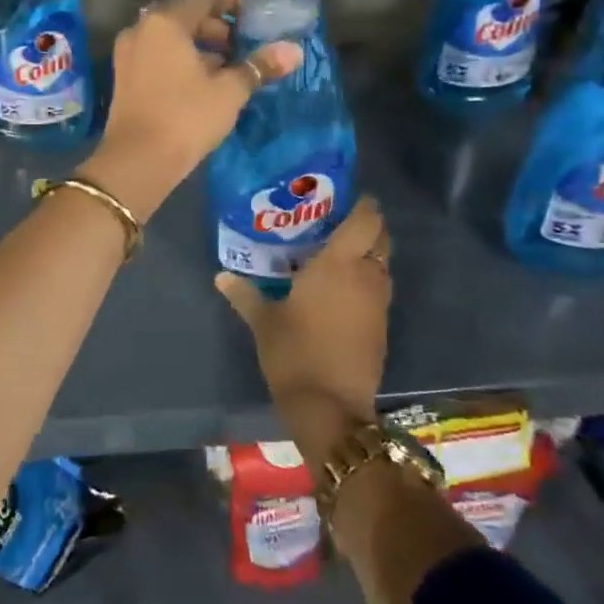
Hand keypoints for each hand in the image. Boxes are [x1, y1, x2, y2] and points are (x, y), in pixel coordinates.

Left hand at [80, 0, 301, 219]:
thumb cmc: (186, 117)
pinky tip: (201, 84)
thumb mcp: (229, 91)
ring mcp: (127, 54)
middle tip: (243, 48)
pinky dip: (179, 61)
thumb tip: (294, 50)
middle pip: (185, 17)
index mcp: (165, 22)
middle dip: (217, 29)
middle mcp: (141, 29)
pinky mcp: (123, 77)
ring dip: (199, 47)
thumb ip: (259, 66)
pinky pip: (157, 57)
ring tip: (227, 69)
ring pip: (170, 39)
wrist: (137, 161)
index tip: (256, 18)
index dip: (233, 4)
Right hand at [215, 198, 391, 462]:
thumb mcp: (263, 320)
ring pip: (382, 264)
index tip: (345, 197)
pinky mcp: (382, 325)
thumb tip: (221, 275)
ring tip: (334, 253)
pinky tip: (339, 289)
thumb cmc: (294, 352)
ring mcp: (379, 302)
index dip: (363, 204)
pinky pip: (378, 288)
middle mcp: (366, 275)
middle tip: (335, 223)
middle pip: (381, 237)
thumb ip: (244, 293)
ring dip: (367, 254)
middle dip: (366, 226)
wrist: (330, 407)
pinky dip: (366, 280)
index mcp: (339, 263)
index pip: (366, 219)